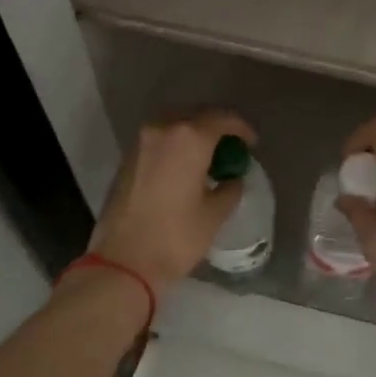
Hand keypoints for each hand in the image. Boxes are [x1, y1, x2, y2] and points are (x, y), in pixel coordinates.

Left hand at [86, 110, 257, 292]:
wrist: (123, 261)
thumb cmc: (176, 237)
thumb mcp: (214, 215)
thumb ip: (230, 189)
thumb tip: (232, 179)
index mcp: (189, 138)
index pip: (222, 118)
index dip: (241, 129)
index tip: (251, 144)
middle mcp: (162, 129)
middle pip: (195, 115)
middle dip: (216, 127)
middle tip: (231, 148)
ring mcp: (140, 142)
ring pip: (174, 125)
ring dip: (193, 135)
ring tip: (208, 158)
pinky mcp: (127, 158)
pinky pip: (158, 140)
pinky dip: (175, 146)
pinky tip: (185, 168)